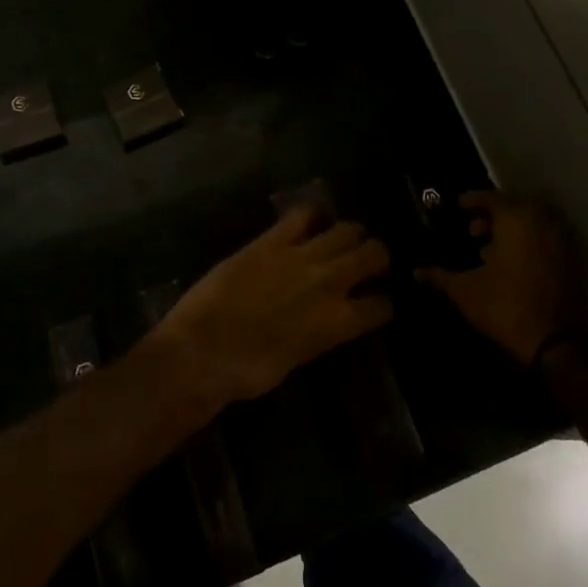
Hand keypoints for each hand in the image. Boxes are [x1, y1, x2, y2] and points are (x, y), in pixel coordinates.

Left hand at [157, 205, 392, 409]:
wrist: (203, 351)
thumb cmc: (248, 372)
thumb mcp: (297, 359)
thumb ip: (320, 334)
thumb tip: (325, 323)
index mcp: (338, 323)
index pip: (381, 306)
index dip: (385, 303)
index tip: (380, 301)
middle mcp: (330, 283)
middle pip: (373, 254)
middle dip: (377, 256)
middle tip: (368, 261)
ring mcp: (301, 256)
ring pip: (345, 229)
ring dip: (351, 233)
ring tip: (344, 238)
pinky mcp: (270, 241)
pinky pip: (301, 215)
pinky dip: (311, 215)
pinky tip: (310, 220)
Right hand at [416, 192, 579, 365]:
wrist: (555, 345)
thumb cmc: (504, 307)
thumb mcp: (464, 291)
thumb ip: (440, 276)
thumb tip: (416, 271)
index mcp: (516, 220)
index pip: (493, 198)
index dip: (473, 200)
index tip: (458, 206)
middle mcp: (543, 224)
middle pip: (517, 207)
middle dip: (494, 214)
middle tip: (474, 230)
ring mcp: (563, 243)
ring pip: (535, 224)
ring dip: (513, 230)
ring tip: (490, 250)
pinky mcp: (574, 264)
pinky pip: (548, 241)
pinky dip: (531, 244)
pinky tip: (512, 266)